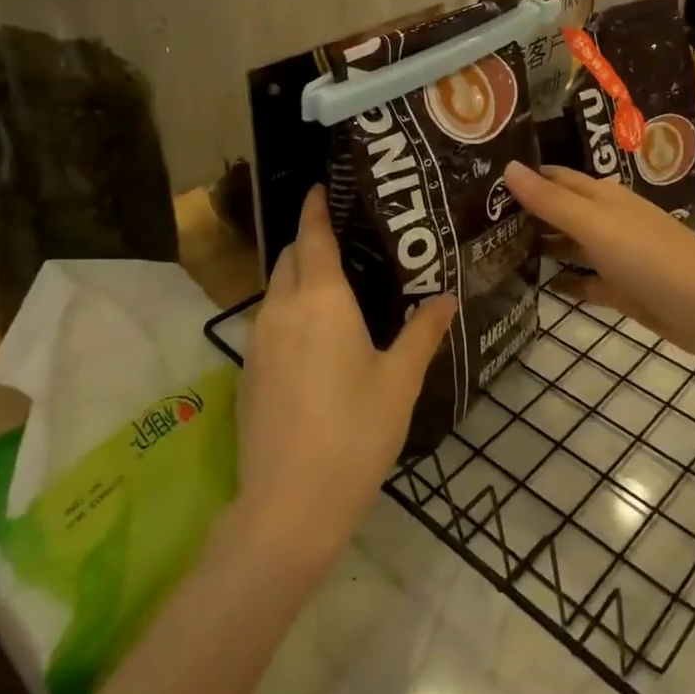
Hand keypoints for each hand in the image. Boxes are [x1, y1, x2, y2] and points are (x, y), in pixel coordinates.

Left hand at [233, 187, 457, 573]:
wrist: (289, 505)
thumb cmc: (355, 432)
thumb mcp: (400, 380)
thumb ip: (423, 332)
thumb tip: (447, 297)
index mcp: (321, 299)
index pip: (312, 236)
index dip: (316, 208)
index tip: (322, 188)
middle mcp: (281, 309)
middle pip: (288, 257)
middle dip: (308, 240)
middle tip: (346, 240)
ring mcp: (258, 341)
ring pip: (275, 289)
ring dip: (298, 276)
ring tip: (336, 286)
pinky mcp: (247, 372)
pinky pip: (269, 320)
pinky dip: (289, 309)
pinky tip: (316, 336)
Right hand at [502, 162, 694, 360]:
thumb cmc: (650, 256)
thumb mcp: (595, 224)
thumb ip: (551, 200)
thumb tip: (508, 166)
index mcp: (602, 198)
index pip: (556, 179)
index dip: (525, 177)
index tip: (483, 180)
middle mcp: (607, 221)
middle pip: (561, 211)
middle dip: (526, 212)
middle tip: (478, 219)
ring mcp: (615, 256)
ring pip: (570, 246)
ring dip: (541, 246)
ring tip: (494, 251)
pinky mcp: (622, 290)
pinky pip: (585, 282)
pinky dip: (564, 282)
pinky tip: (536, 286)